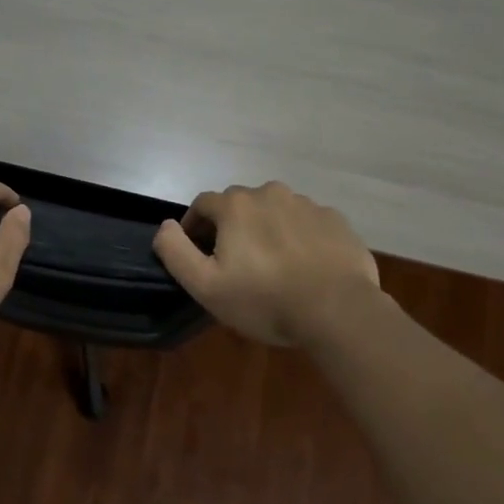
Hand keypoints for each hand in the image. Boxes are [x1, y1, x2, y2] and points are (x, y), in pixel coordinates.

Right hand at [152, 181, 381, 347]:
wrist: (338, 310)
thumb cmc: (265, 299)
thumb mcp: (206, 286)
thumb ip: (176, 251)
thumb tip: (165, 226)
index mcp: (236, 205)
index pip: (202, 204)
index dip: (194, 226)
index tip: (198, 253)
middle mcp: (270, 193)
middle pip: (240, 204)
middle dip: (231, 227)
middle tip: (235, 263)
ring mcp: (307, 204)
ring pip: (274, 211)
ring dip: (266, 229)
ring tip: (272, 265)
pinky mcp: (335, 220)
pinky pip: (306, 223)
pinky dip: (299, 237)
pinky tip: (304, 266)